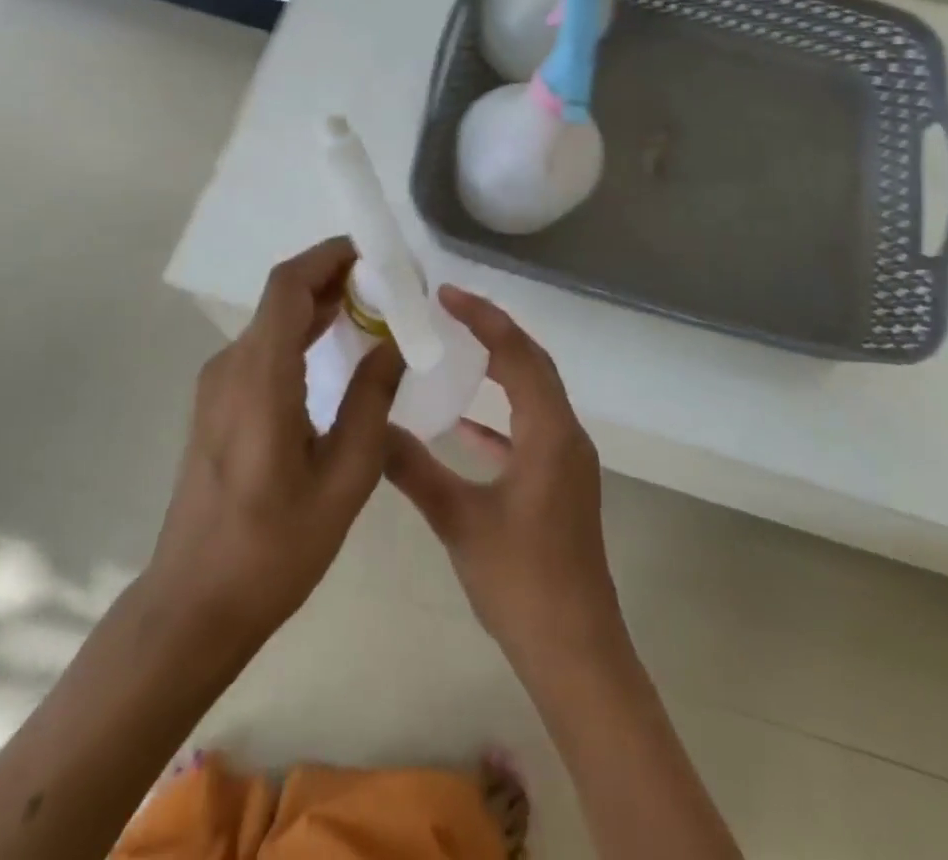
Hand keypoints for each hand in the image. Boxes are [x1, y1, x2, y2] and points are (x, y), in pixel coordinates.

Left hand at [145, 236, 403, 651]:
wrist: (194, 604)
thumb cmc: (274, 548)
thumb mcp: (344, 478)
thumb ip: (371, 401)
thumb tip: (394, 344)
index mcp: (260, 377)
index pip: (288, 286)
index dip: (329, 257)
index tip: (375, 253)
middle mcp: (231, 367)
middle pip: (280, 297)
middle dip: (332, 277)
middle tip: (388, 282)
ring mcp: (217, 385)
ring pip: (271, 322)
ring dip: (317, 305)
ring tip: (371, 307)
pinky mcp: (216, 405)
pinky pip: (262, 349)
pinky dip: (299, 334)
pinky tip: (334, 349)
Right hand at [383, 287, 624, 670]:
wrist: (575, 652)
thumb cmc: (521, 582)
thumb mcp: (459, 521)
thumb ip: (414, 469)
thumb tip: (372, 429)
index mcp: (549, 433)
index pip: (518, 354)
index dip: (483, 318)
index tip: (445, 294)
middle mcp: (566, 435)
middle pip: (532, 364)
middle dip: (493, 332)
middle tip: (448, 311)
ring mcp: (568, 461)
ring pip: (534, 394)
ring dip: (500, 368)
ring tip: (455, 350)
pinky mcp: (561, 483)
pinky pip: (531, 428)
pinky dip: (500, 415)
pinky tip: (463, 425)